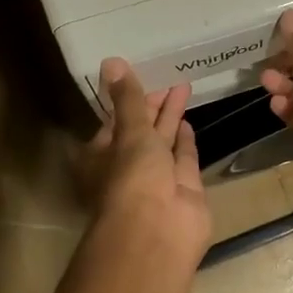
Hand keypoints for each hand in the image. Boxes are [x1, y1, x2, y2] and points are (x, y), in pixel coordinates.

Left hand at [84, 59, 211, 269]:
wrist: (158, 232)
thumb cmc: (133, 178)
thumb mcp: (129, 131)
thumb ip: (128, 98)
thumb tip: (111, 60)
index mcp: (102, 156)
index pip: (114, 122)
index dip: (128, 101)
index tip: (143, 77)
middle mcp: (128, 168)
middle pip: (141, 131)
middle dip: (154, 106)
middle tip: (170, 77)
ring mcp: (157, 180)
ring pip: (164, 142)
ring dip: (172, 118)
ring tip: (183, 88)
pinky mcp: (184, 189)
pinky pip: (184, 158)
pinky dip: (186, 141)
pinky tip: (189, 122)